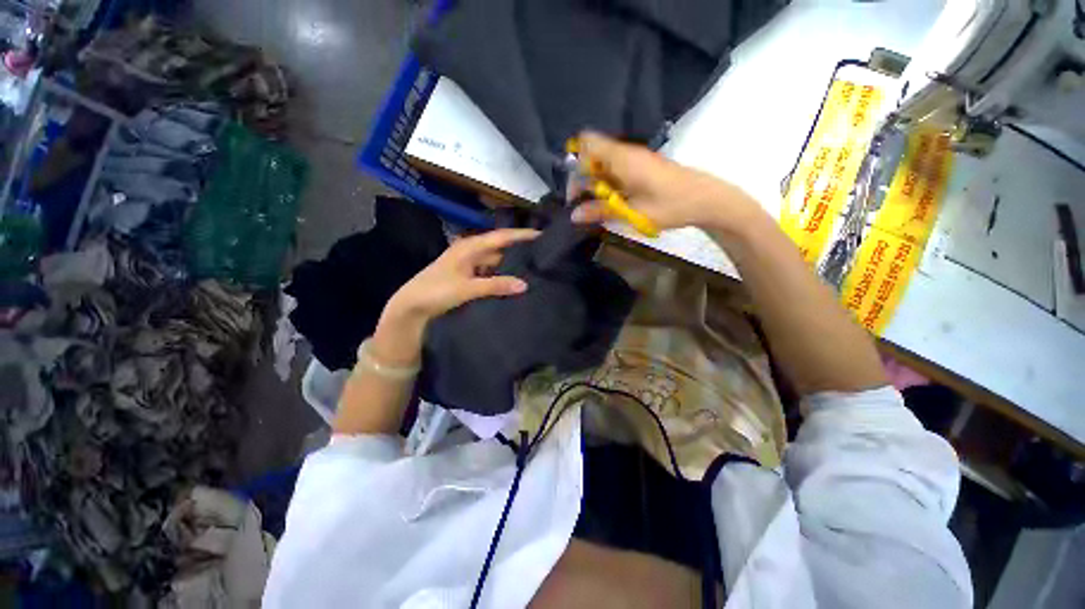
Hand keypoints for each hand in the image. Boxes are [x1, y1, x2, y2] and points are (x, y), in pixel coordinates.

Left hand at [370, 229, 540, 366]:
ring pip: (496, 262)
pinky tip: (513, 283)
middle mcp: (472, 251)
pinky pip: (490, 273)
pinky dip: (501, 277)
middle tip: (542, 256)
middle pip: (501, 248)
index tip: (543, 235)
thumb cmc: (436, 291)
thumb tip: (525, 284)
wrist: (411, 306)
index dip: (522, 235)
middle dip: (520, 251)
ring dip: (511, 266)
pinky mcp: (468, 276)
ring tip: (532, 270)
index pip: (502, 236)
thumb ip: (496, 285)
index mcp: (471, 247)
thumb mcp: (467, 288)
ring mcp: (469, 264)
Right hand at [570, 132, 761, 233]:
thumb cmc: (671, 205)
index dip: (575, 165)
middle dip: (583, 179)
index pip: (587, 144)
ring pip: (603, 165)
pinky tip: (613, 203)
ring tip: (598, 208)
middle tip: (585, 206)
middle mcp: (626, 153)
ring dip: (596, 184)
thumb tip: (573, 215)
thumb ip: (601, 211)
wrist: (706, 199)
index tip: (576, 192)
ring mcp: (634, 159)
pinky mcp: (641, 167)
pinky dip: (608, 185)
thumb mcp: (633, 212)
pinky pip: (615, 171)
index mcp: (622, 158)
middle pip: (592, 156)